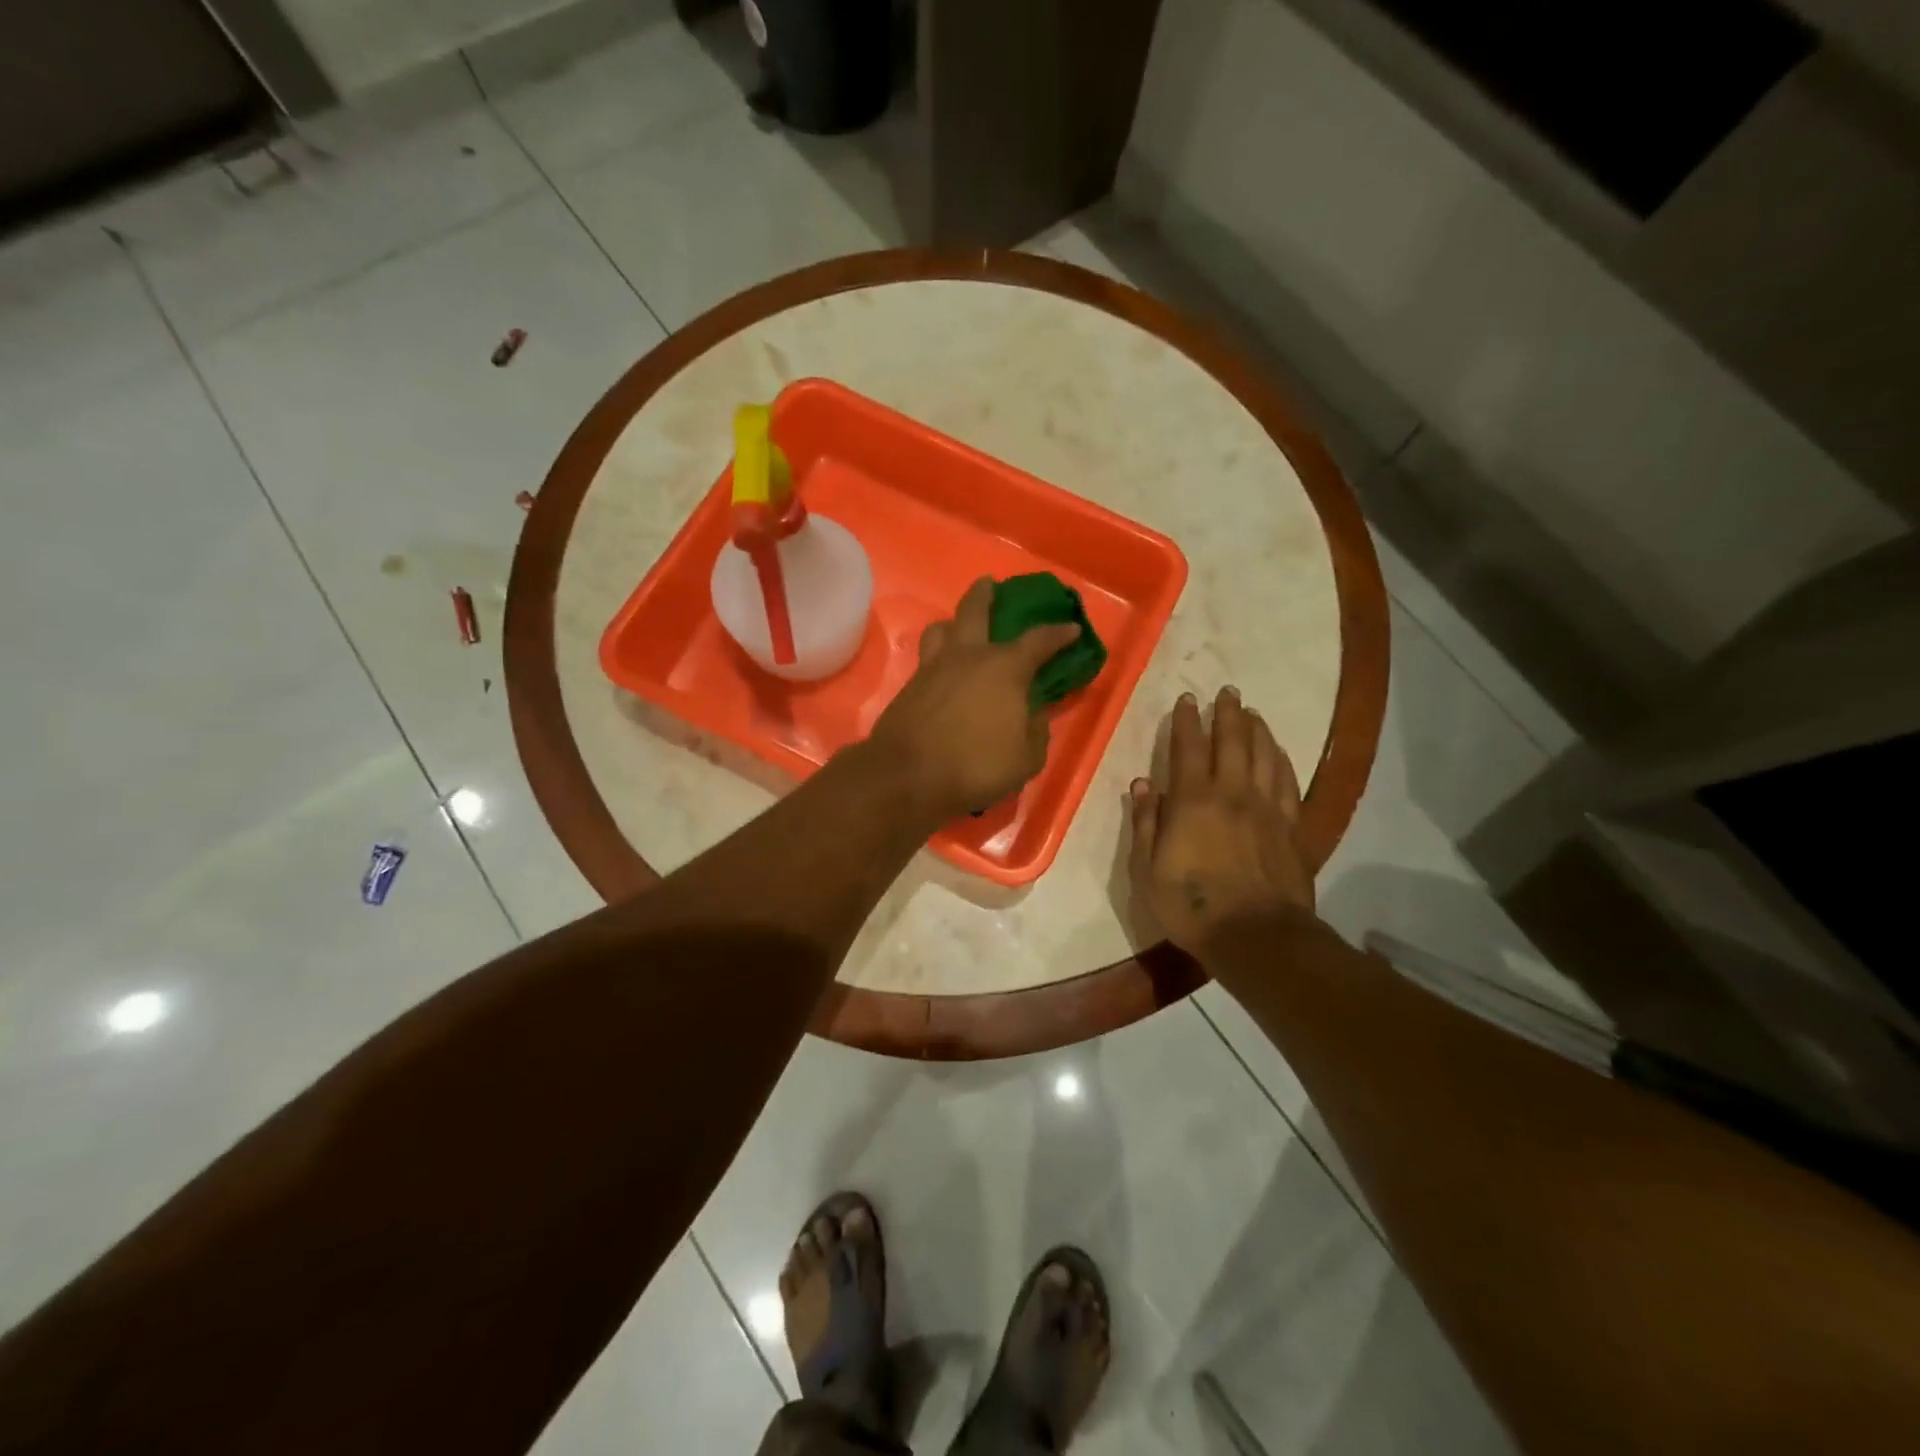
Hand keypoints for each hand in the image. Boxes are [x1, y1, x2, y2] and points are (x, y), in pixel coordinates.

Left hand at [866, 578, 1080, 823]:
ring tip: (959, 628)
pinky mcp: (910, 686)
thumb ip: (1035, 731)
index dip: (1059, 634)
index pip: (1039, 640)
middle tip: (991, 584)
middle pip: (975, 610)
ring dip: (953, 622)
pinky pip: (927, 658)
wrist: (907, 776)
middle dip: (986, 594)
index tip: (1071, 629)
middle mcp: (968, 656)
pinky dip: (938, 655)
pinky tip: (944, 670)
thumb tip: (1034, 714)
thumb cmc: (976, 765)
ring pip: (941, 629)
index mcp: (1005, 667)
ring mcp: (933, 668)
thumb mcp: (1026, 757)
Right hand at [1127, 687, 1314, 954]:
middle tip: (1227, 692)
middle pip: (1232, 742)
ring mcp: (1267, 809)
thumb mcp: (1148, 870)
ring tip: (1252, 713)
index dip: (1186, 722)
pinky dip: (1281, 760)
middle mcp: (1232, 794)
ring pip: (1264, 756)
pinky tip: (1278, 751)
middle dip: (1227, 714)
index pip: (1189, 749)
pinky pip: (1287, 782)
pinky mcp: (1291, 827)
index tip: (1187, 700)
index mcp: (1192, 801)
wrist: (1255, 936)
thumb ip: (1146, 823)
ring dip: (1257, 730)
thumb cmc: (1191, 906)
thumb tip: (1143, 784)